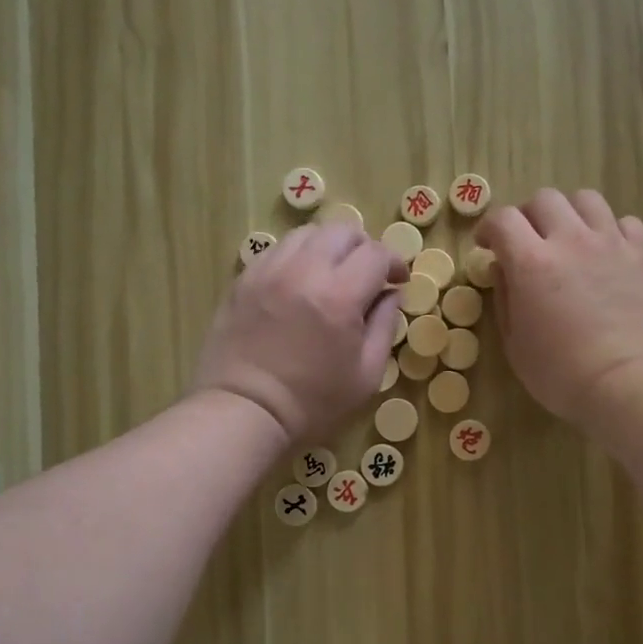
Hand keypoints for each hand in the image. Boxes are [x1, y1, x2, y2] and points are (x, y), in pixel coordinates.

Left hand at [193, 222, 406, 441]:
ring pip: (307, 234)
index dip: (395, 263)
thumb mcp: (366, 374)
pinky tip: (300, 284)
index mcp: (339, 296)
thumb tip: (391, 295)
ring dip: (329, 247)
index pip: (376, 254)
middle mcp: (303, 271)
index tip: (399, 280)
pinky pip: (277, 251)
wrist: (244, 412)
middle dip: (364, 247)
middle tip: (369, 274)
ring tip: (333, 274)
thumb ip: (384, 327)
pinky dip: (298, 257)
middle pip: (342, 231)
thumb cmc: (313, 403)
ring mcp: (268, 271)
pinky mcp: (243, 280)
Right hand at [477, 188, 642, 424]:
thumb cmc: (560, 373)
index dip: (489, 228)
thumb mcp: (515, 344)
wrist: (626, 384)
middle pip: (544, 199)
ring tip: (570, 238)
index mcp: (531, 262)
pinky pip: (626, 222)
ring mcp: (611, 243)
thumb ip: (505, 298)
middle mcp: (570, 240)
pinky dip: (611, 230)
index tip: (487, 245)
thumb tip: (503, 268)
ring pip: (587, 200)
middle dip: (528, 216)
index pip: (502, 219)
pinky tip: (608, 252)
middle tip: (528, 241)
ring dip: (570, 214)